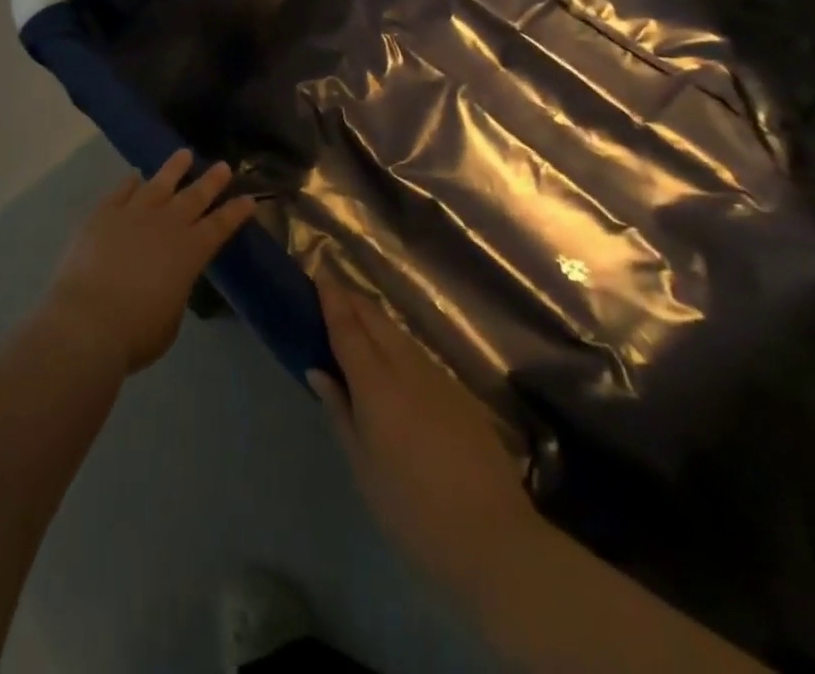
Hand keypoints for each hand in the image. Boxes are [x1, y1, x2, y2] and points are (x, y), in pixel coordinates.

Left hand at [41, 150, 255, 376]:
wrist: (88, 319)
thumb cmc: (137, 331)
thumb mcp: (170, 316)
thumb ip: (174, 289)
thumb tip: (167, 278)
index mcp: (190, 252)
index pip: (220, 226)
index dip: (235, 212)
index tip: (248, 198)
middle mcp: (166, 225)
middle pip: (193, 197)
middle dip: (211, 181)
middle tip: (223, 166)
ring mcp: (133, 214)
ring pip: (159, 183)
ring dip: (173, 168)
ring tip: (184, 154)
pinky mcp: (103, 214)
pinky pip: (121, 191)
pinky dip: (130, 182)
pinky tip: (135, 176)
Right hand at [309, 267, 537, 583]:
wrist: (496, 540)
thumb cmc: (413, 510)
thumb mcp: (363, 467)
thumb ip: (340, 411)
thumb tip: (318, 370)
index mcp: (376, 385)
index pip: (348, 328)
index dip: (332, 298)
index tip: (319, 273)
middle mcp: (407, 369)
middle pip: (375, 320)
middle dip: (352, 300)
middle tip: (331, 291)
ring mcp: (439, 379)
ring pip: (399, 334)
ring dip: (375, 319)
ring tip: (356, 318)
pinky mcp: (461, 395)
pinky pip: (418, 354)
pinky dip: (397, 343)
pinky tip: (392, 357)